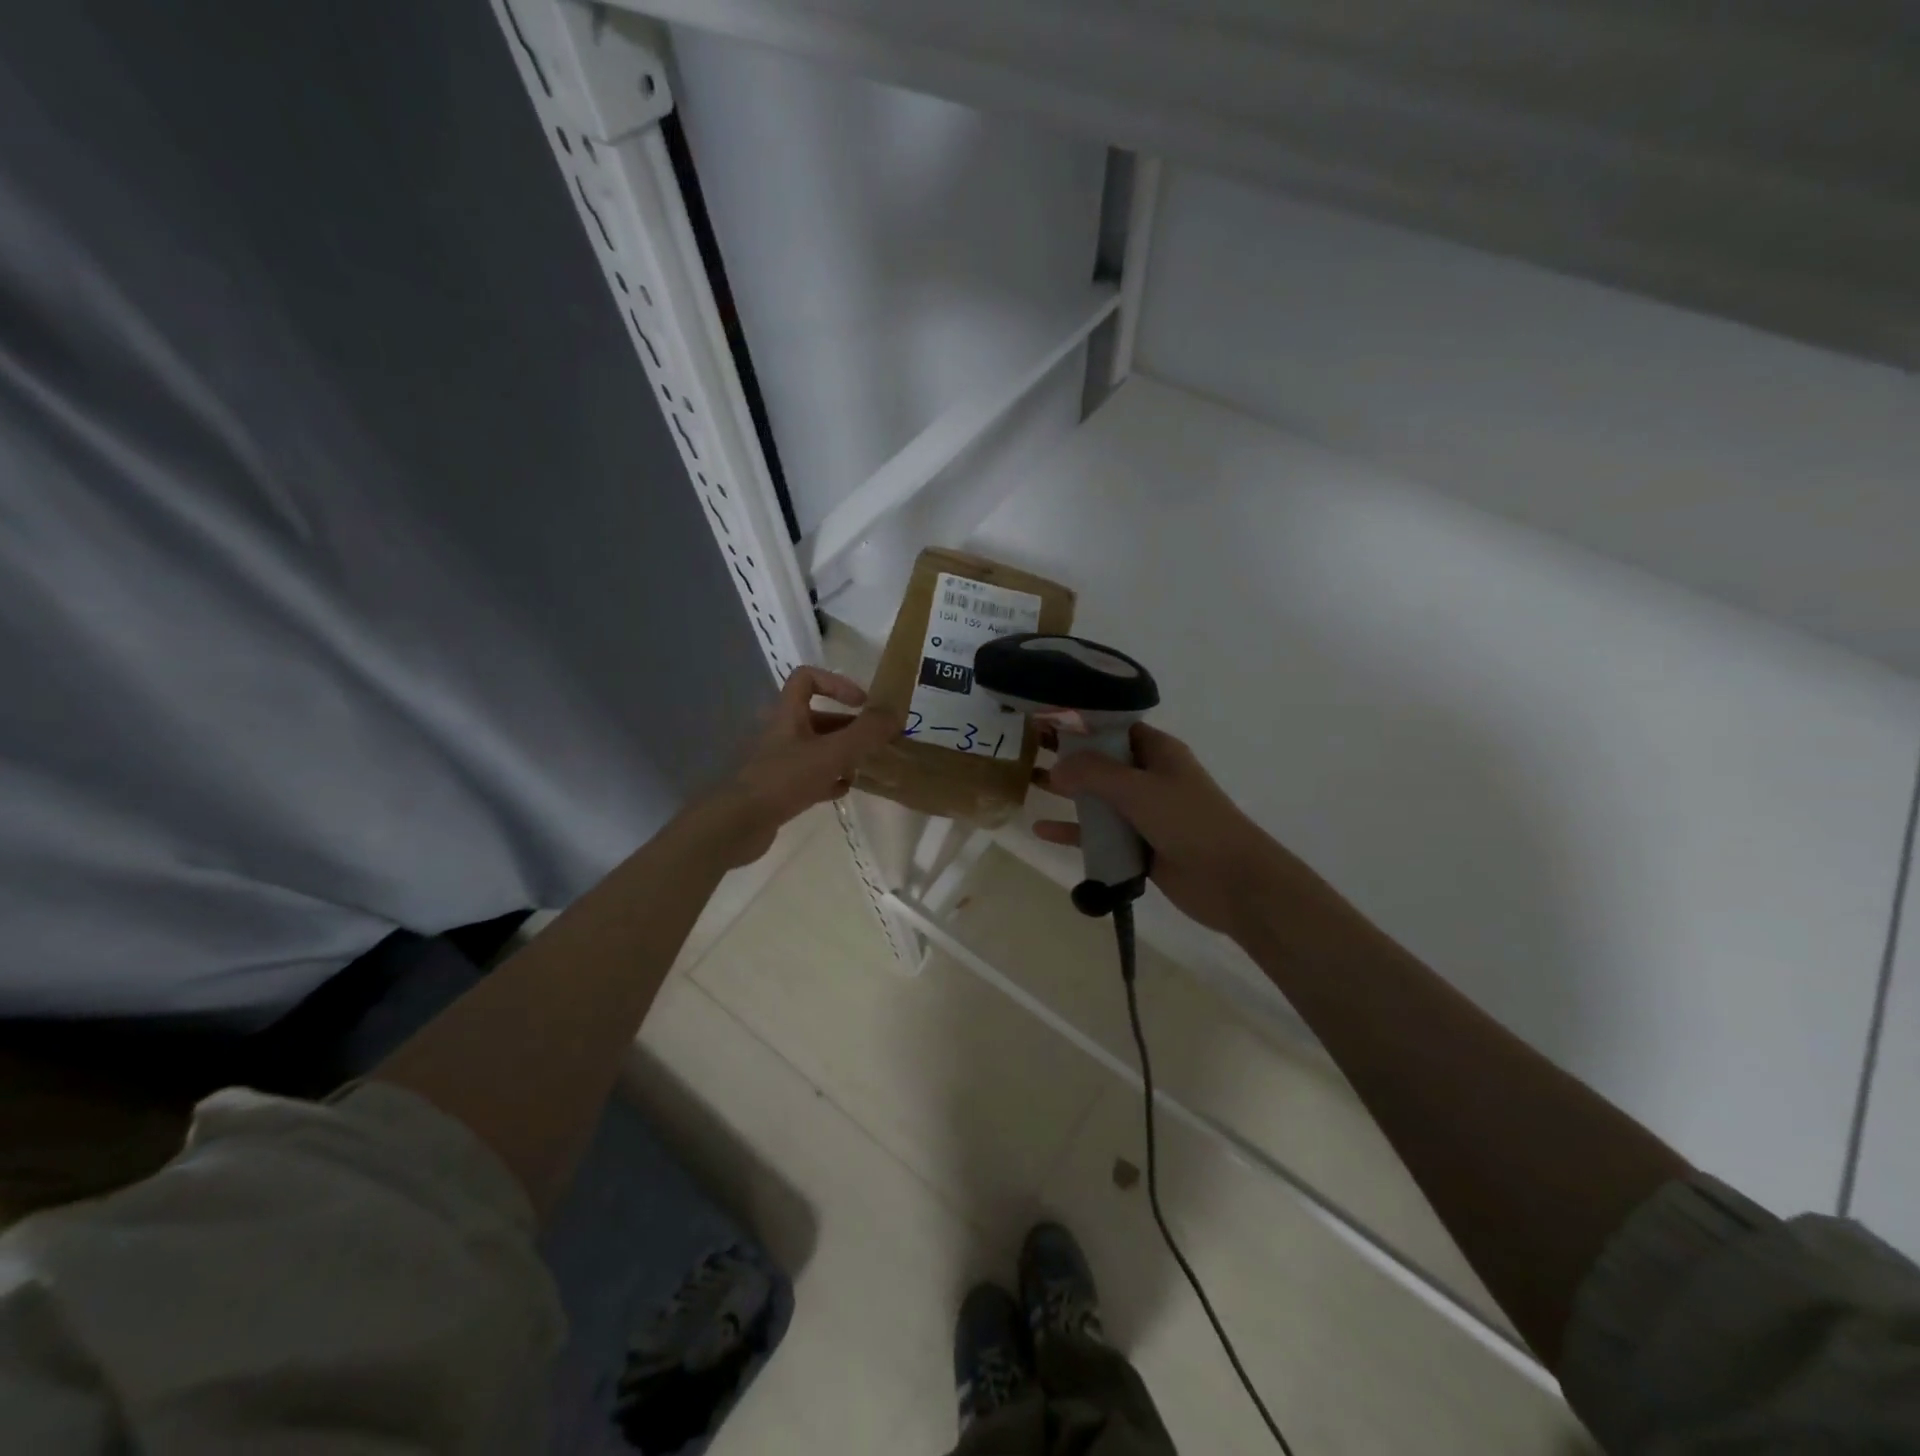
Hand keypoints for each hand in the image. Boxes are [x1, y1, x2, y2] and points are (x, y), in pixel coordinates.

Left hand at [697, 666, 902, 867]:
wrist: (738, 825)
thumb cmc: (783, 780)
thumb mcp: (832, 753)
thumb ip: (865, 733)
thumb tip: (896, 712)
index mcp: (788, 715)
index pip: (808, 679)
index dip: (836, 684)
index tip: (862, 704)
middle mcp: (783, 733)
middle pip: (819, 718)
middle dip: (850, 727)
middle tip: (876, 742)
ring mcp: (780, 761)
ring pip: (818, 748)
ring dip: (843, 755)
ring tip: (864, 768)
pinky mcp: (779, 788)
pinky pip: (811, 776)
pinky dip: (829, 779)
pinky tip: (843, 790)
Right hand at [1035, 723, 1293, 935]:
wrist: (1232, 881)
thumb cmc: (1189, 821)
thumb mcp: (1139, 789)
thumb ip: (1094, 774)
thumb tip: (1057, 766)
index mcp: (1158, 752)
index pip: (1114, 727)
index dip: (1081, 723)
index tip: (1045, 719)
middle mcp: (1150, 777)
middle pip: (1102, 761)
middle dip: (1068, 756)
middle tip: (1026, 749)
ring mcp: (1144, 813)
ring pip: (1098, 798)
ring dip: (1067, 792)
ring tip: (1028, 782)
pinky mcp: (1139, 846)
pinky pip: (1100, 834)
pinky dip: (1074, 832)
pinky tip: (1042, 830)